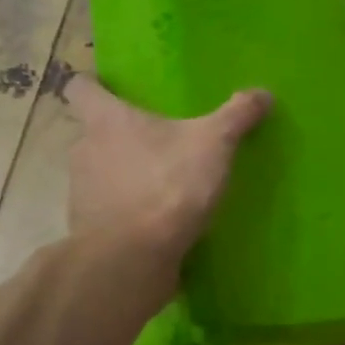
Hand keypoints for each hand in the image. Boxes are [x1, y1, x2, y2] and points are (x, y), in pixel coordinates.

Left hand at [65, 73, 272, 270]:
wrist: (133, 258)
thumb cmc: (168, 185)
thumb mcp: (214, 144)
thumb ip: (237, 116)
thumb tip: (264, 93)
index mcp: (106, 120)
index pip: (80, 88)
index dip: (93, 85)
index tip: (112, 89)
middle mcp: (83, 150)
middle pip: (93, 132)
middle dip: (119, 135)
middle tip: (155, 139)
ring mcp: (80, 193)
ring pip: (99, 172)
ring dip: (122, 174)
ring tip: (160, 181)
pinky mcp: (88, 229)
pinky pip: (107, 210)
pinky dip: (126, 210)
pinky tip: (156, 219)